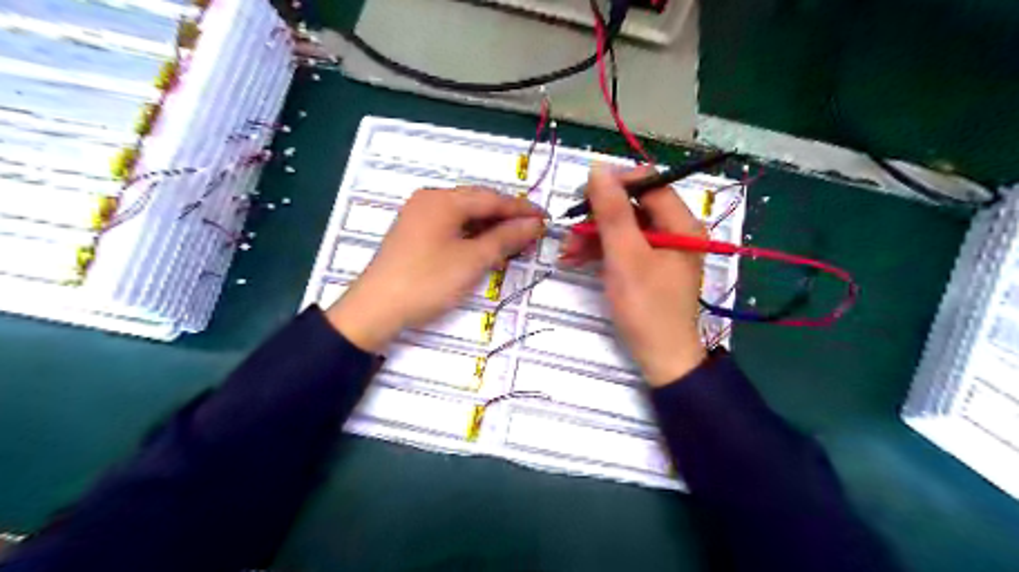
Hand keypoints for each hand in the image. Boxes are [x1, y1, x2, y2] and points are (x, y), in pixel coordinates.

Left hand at [331, 185, 545, 351]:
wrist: (376, 308)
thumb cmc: (427, 281)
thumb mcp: (472, 260)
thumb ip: (505, 238)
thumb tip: (534, 224)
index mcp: (443, 199)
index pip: (492, 199)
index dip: (522, 209)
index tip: (547, 219)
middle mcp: (430, 199)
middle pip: (478, 203)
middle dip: (507, 218)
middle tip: (533, 234)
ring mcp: (420, 215)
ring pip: (465, 216)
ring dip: (491, 228)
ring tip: (515, 243)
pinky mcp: (415, 233)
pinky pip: (452, 226)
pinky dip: (472, 235)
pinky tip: (486, 247)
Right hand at [556, 166, 710, 387]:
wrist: (661, 359)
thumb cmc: (646, 308)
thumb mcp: (625, 257)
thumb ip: (612, 212)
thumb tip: (598, 168)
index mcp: (681, 223)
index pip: (648, 183)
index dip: (615, 183)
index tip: (583, 195)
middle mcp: (675, 231)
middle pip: (633, 207)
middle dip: (597, 217)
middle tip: (569, 230)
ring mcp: (661, 250)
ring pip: (623, 228)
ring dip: (593, 236)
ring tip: (566, 252)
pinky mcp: (648, 267)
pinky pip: (623, 248)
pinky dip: (600, 252)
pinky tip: (575, 259)